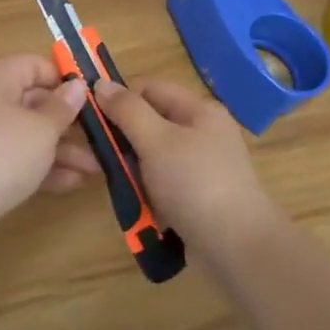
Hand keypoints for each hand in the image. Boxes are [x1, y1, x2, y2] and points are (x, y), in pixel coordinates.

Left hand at [0, 55, 99, 243]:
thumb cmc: (0, 155)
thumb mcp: (41, 129)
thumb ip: (63, 107)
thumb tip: (76, 85)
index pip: (34, 64)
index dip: (64, 79)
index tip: (93, 99)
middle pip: (33, 101)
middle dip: (69, 122)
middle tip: (101, 137)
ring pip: (26, 134)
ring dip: (61, 150)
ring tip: (95, 169)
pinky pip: (14, 158)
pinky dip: (40, 167)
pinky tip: (71, 183)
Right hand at [91, 78, 284, 252]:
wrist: (236, 246)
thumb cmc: (194, 183)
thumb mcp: (156, 140)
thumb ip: (127, 110)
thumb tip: (100, 83)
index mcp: (199, 110)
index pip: (150, 89)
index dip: (120, 99)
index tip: (93, 122)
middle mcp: (203, 133)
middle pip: (151, 124)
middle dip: (124, 140)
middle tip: (100, 160)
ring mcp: (202, 167)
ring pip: (154, 157)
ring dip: (134, 171)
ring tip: (120, 188)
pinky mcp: (199, 197)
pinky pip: (164, 185)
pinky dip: (149, 193)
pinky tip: (139, 208)